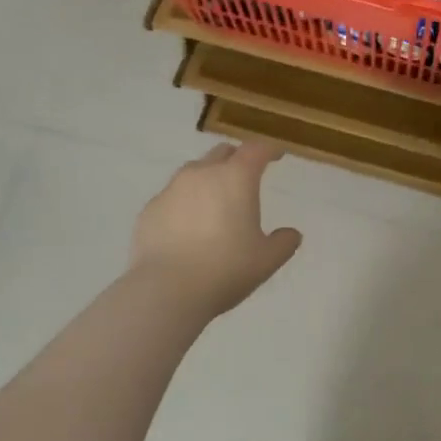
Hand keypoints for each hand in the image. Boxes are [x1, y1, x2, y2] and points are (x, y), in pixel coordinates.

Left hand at [130, 141, 302, 315]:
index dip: (269, 150)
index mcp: (236, 178)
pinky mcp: (149, 209)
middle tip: (245, 177)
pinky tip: (187, 227)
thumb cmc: (225, 269)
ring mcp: (171, 190)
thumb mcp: (267, 260)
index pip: (256, 150)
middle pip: (222, 153)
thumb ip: (284, 242)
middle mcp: (202, 174)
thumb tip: (291, 234)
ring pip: (193, 172)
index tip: (276, 155)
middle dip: (236, 160)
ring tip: (214, 203)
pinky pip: (172, 197)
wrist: (166, 291)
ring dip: (208, 179)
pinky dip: (184, 203)